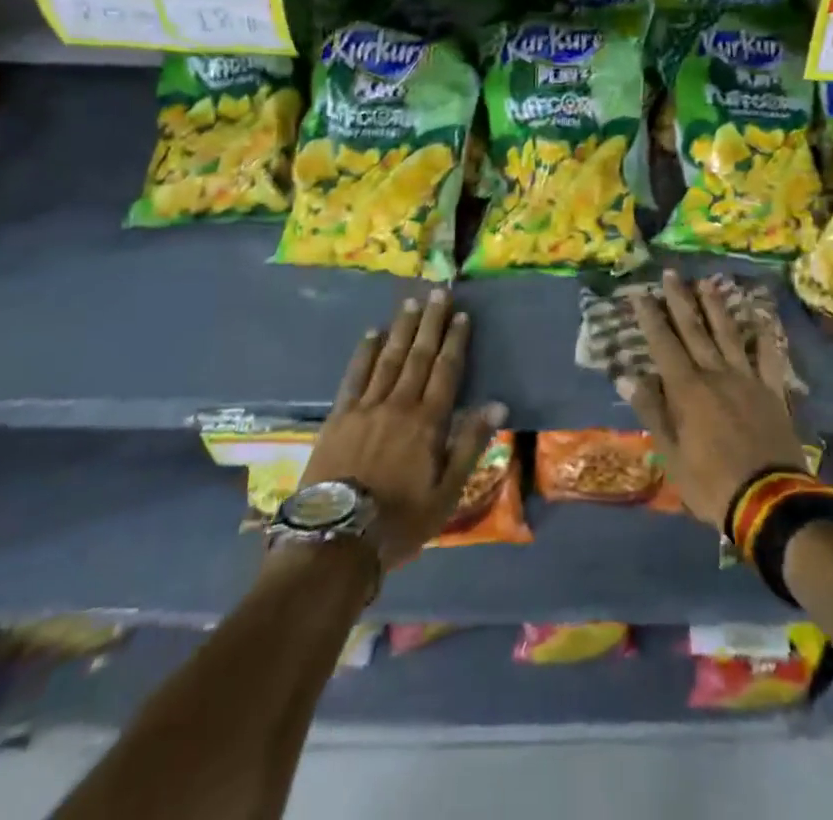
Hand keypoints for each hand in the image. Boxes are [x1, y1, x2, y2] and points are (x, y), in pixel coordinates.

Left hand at [299, 288, 506, 571]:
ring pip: (389, 358)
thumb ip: (470, 444)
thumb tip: (497, 404)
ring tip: (411, 303)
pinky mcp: (339, 416)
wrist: (335, 540)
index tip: (461, 315)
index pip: (446, 371)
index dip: (455, 341)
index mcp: (428, 422)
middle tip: (438, 292)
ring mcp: (366, 407)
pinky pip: (355, 376)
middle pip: (419, 356)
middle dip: (431, 322)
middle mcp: (399, 404)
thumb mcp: (446, 493)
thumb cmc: (399, 521)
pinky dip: (364, 352)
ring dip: (402, 328)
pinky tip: (371, 334)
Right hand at [622, 270, 806, 529]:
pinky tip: (762, 317)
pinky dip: (765, 336)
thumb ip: (652, 412)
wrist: (769, 501)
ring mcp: (747, 379)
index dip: (650, 318)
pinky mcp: (772, 391)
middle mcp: (715, 374)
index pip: (664, 344)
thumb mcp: (671, 455)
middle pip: (695, 330)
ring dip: (716, 307)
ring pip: (728, 334)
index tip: (640, 293)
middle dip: (680, 300)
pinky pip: (769, 357)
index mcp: (687, 390)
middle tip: (670, 274)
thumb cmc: (711, 483)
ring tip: (707, 282)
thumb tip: (628, 377)